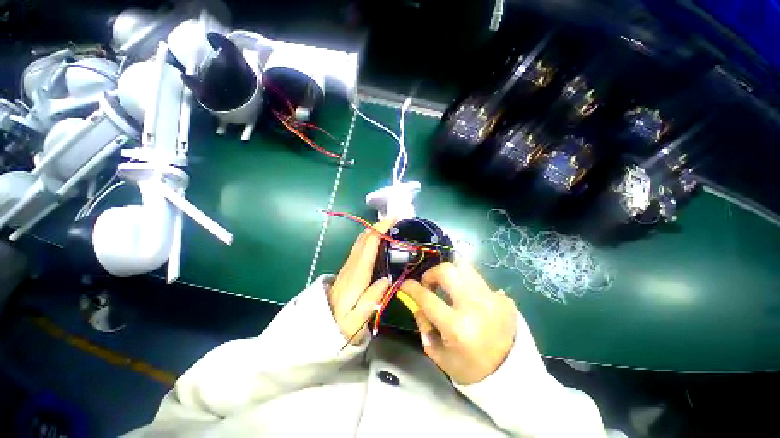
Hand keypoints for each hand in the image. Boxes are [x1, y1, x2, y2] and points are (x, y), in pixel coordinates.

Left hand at [328, 217, 395, 343]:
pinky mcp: (349, 269)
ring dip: (374, 231)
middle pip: (363, 238)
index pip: (368, 244)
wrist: (320, 327)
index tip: (393, 219)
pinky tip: (379, 242)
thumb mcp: (358, 319)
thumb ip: (372, 298)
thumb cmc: (341, 325)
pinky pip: (360, 248)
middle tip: (395, 221)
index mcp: (357, 274)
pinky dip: (370, 239)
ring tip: (390, 228)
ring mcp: (349, 266)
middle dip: (378, 225)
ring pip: (361, 241)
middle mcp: (351, 265)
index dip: (380, 229)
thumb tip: (387, 279)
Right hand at [401, 261, 516, 384]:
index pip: (427, 297)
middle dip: (432, 273)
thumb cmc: (471, 369)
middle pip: (447, 271)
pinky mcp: (503, 297)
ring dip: (450, 274)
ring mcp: (492, 298)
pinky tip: (468, 300)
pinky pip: (477, 281)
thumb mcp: (439, 354)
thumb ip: (424, 326)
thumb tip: (418, 303)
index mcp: (457, 327)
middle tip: (429, 284)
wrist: (512, 375)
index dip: (411, 287)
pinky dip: (466, 285)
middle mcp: (475, 306)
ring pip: (464, 267)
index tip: (405, 284)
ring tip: (447, 286)